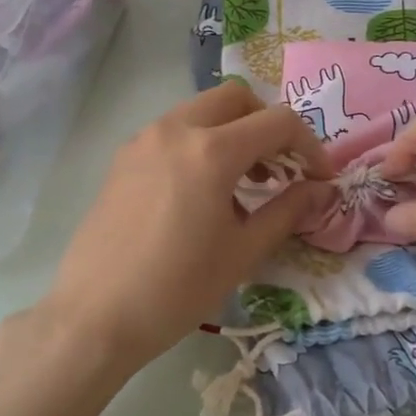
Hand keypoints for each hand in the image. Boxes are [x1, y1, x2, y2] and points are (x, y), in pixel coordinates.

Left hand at [39, 80, 333, 375]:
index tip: (319, 177)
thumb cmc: (178, 288)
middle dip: (267, 124)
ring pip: (201, 111)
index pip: (277, 122)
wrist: (95, 316)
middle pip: (236, 99)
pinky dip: (201, 143)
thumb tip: (320, 190)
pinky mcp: (123, 158)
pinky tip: (204, 192)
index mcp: (211, 151)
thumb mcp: (243, 252)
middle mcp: (175, 130)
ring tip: (246, 183)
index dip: (309, 145)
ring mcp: (143, 140)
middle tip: (282, 166)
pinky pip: (173, 132)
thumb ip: (287, 211)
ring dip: (233, 132)